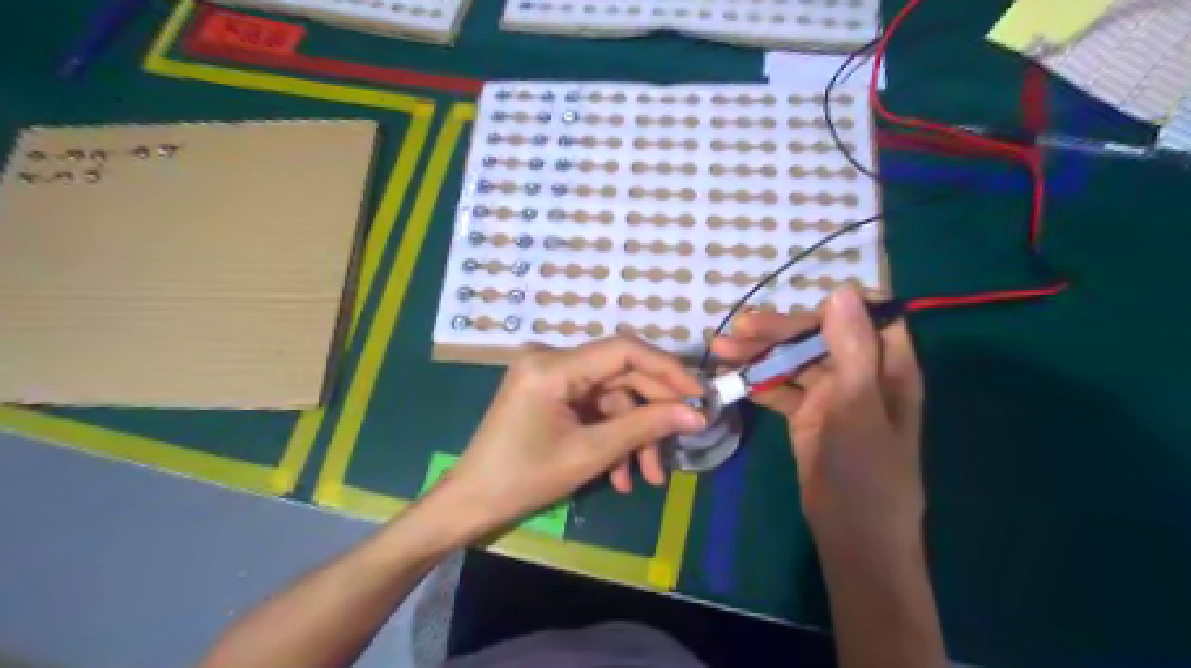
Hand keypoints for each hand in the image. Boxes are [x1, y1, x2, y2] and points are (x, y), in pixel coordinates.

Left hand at [440, 337, 710, 534]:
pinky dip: (610, 436)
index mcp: (553, 366)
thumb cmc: (524, 479)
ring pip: (611, 397)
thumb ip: (645, 427)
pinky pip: (593, 408)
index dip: (667, 370)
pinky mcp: (551, 393)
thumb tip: (696, 414)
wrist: (472, 502)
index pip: (624, 350)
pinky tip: (620, 474)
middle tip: (680, 445)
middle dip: (651, 415)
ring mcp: (550, 375)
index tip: (699, 395)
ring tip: (648, 477)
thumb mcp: (590, 454)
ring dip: (632, 435)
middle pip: (620, 375)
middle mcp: (551, 359)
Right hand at [711, 284, 923, 544]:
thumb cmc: (865, 473)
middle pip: (819, 336)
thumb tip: (840, 290)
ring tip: (721, 351)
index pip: (865, 315)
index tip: (793, 309)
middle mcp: (860, 374)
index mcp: (888, 366)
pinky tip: (730, 380)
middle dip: (779, 331)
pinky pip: (781, 388)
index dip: (833, 306)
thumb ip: (852, 350)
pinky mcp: (807, 415)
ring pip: (794, 361)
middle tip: (738, 331)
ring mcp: (832, 395)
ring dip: (759, 355)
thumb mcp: (858, 407)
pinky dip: (757, 382)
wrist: (852, 537)